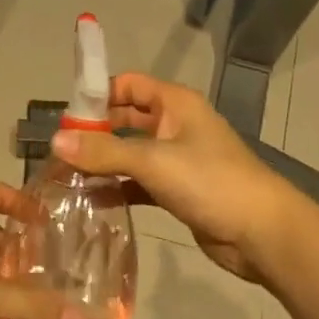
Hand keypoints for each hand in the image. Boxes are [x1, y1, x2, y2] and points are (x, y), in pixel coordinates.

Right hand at [51, 73, 303, 284]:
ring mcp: (177, 159)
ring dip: (103, 163)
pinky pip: (138, 182)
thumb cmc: (211, 182)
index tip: (64, 117)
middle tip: (58, 151)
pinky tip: (91, 201)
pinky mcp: (178, 191)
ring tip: (65, 177)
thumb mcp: (154, 162)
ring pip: (130, 153)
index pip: (128, 84)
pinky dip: (117, 189)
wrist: (263, 234)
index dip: (97, 94)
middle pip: (125, 118)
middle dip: (94, 132)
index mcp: (175, 104)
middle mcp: (175, 125)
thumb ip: (104, 151)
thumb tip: (55, 142)